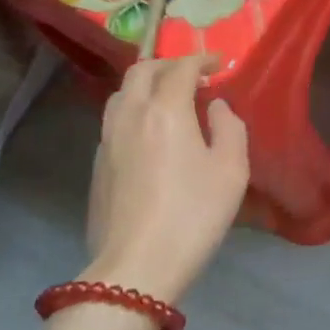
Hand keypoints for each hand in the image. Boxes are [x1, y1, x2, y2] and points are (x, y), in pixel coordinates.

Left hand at [86, 55, 249, 302]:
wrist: (135, 269)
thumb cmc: (192, 215)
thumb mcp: (231, 170)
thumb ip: (229, 128)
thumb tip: (216, 107)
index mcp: (165, 110)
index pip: (181, 68)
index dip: (201, 60)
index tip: (218, 64)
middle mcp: (131, 115)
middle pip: (142, 70)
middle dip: (168, 65)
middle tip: (192, 76)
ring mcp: (108, 140)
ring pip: (122, 93)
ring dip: (146, 85)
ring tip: (168, 99)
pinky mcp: (98, 165)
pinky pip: (114, 120)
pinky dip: (134, 110)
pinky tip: (149, 132)